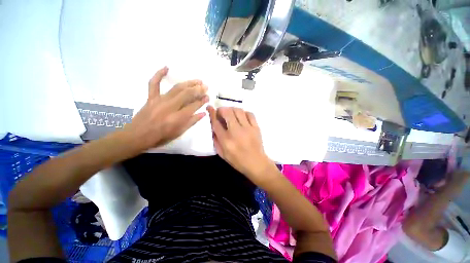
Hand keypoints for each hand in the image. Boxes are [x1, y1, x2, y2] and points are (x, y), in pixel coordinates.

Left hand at [122, 67, 207, 151]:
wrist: (137, 136)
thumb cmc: (161, 136)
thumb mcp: (179, 132)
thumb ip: (191, 122)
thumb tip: (203, 113)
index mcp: (178, 118)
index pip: (193, 106)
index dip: (202, 101)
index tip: (207, 97)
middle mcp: (170, 107)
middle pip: (187, 94)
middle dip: (198, 90)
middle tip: (206, 86)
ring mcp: (159, 100)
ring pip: (176, 88)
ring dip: (188, 83)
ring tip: (197, 80)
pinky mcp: (151, 97)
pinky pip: (153, 83)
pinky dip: (159, 74)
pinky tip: (166, 67)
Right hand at [208, 106, 277, 185]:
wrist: (256, 163)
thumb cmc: (238, 161)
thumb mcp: (222, 154)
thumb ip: (216, 140)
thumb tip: (214, 127)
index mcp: (226, 140)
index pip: (216, 123)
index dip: (212, 113)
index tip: (210, 107)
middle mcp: (236, 131)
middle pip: (227, 112)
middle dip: (222, 109)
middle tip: (221, 112)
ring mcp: (247, 128)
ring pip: (238, 111)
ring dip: (232, 109)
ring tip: (231, 114)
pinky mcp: (256, 127)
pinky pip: (249, 114)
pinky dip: (244, 113)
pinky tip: (242, 117)